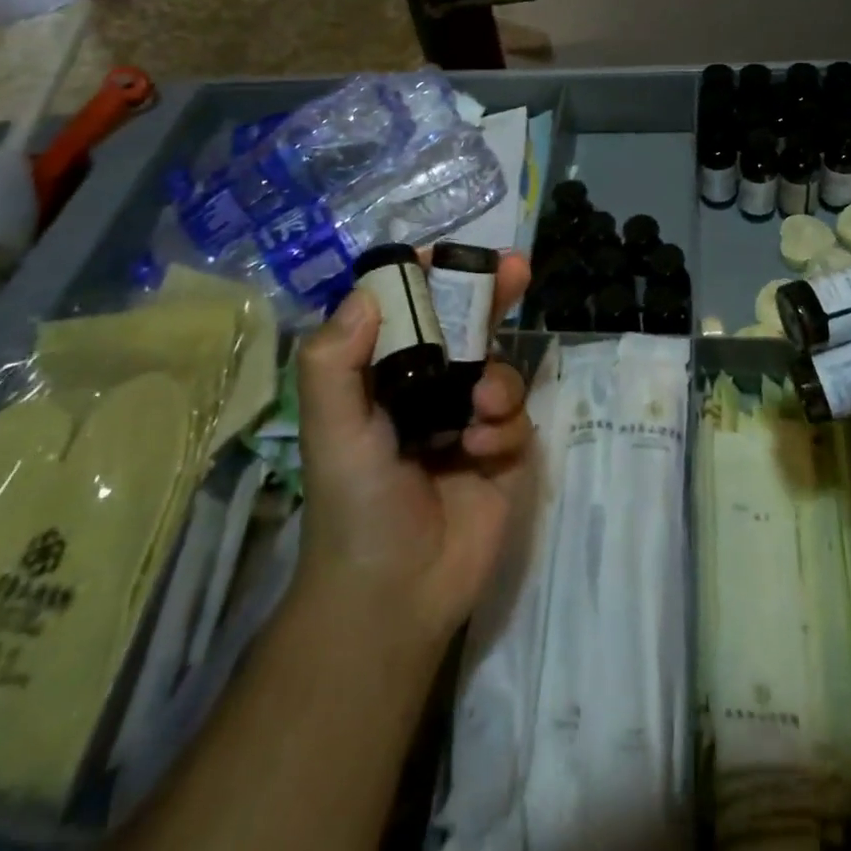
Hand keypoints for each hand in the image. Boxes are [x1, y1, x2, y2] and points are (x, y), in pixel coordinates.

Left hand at [295, 253, 533, 645]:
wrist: (396, 595)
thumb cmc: (355, 504)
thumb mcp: (332, 430)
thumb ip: (335, 361)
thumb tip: (366, 292)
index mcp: (383, 379)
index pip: (406, 313)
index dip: (426, 280)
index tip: (448, 255)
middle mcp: (427, 391)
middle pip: (465, 328)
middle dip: (491, 296)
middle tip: (516, 268)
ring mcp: (467, 420)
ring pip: (498, 368)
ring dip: (497, 380)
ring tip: (482, 410)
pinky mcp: (502, 451)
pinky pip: (517, 414)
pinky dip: (506, 423)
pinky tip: (485, 448)